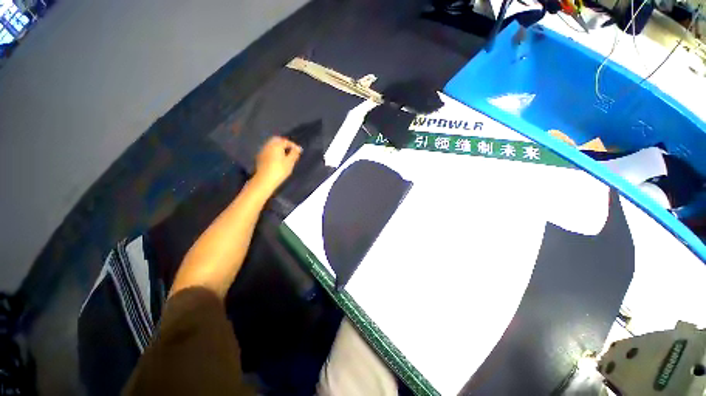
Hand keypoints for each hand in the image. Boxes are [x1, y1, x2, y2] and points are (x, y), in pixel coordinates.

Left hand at [253, 136, 301, 192]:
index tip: (299, 151)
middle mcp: (268, 145)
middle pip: (276, 140)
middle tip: (291, 150)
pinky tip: (277, 158)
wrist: (264, 180)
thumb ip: (294, 153)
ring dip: (278, 147)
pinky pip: (268, 150)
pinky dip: (274, 151)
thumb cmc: (279, 170)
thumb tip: (298, 148)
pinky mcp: (260, 157)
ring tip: (285, 154)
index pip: (286, 141)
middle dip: (284, 143)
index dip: (293, 145)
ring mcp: (263, 151)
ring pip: (271, 145)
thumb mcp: (290, 162)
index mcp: (276, 145)